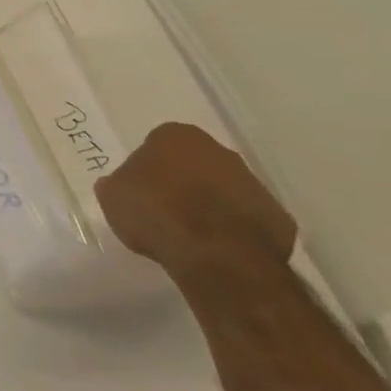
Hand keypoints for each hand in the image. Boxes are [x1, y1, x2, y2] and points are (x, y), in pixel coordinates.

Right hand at [94, 122, 296, 278]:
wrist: (219, 254)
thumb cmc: (157, 213)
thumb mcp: (113, 197)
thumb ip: (119, 184)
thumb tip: (124, 185)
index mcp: (175, 136)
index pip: (156, 144)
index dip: (147, 168)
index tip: (140, 190)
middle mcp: (218, 150)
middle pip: (194, 163)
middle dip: (182, 181)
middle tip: (164, 209)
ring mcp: (252, 182)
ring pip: (222, 188)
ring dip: (208, 204)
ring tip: (189, 233)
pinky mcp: (277, 215)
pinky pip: (245, 217)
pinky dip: (232, 228)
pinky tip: (216, 247)